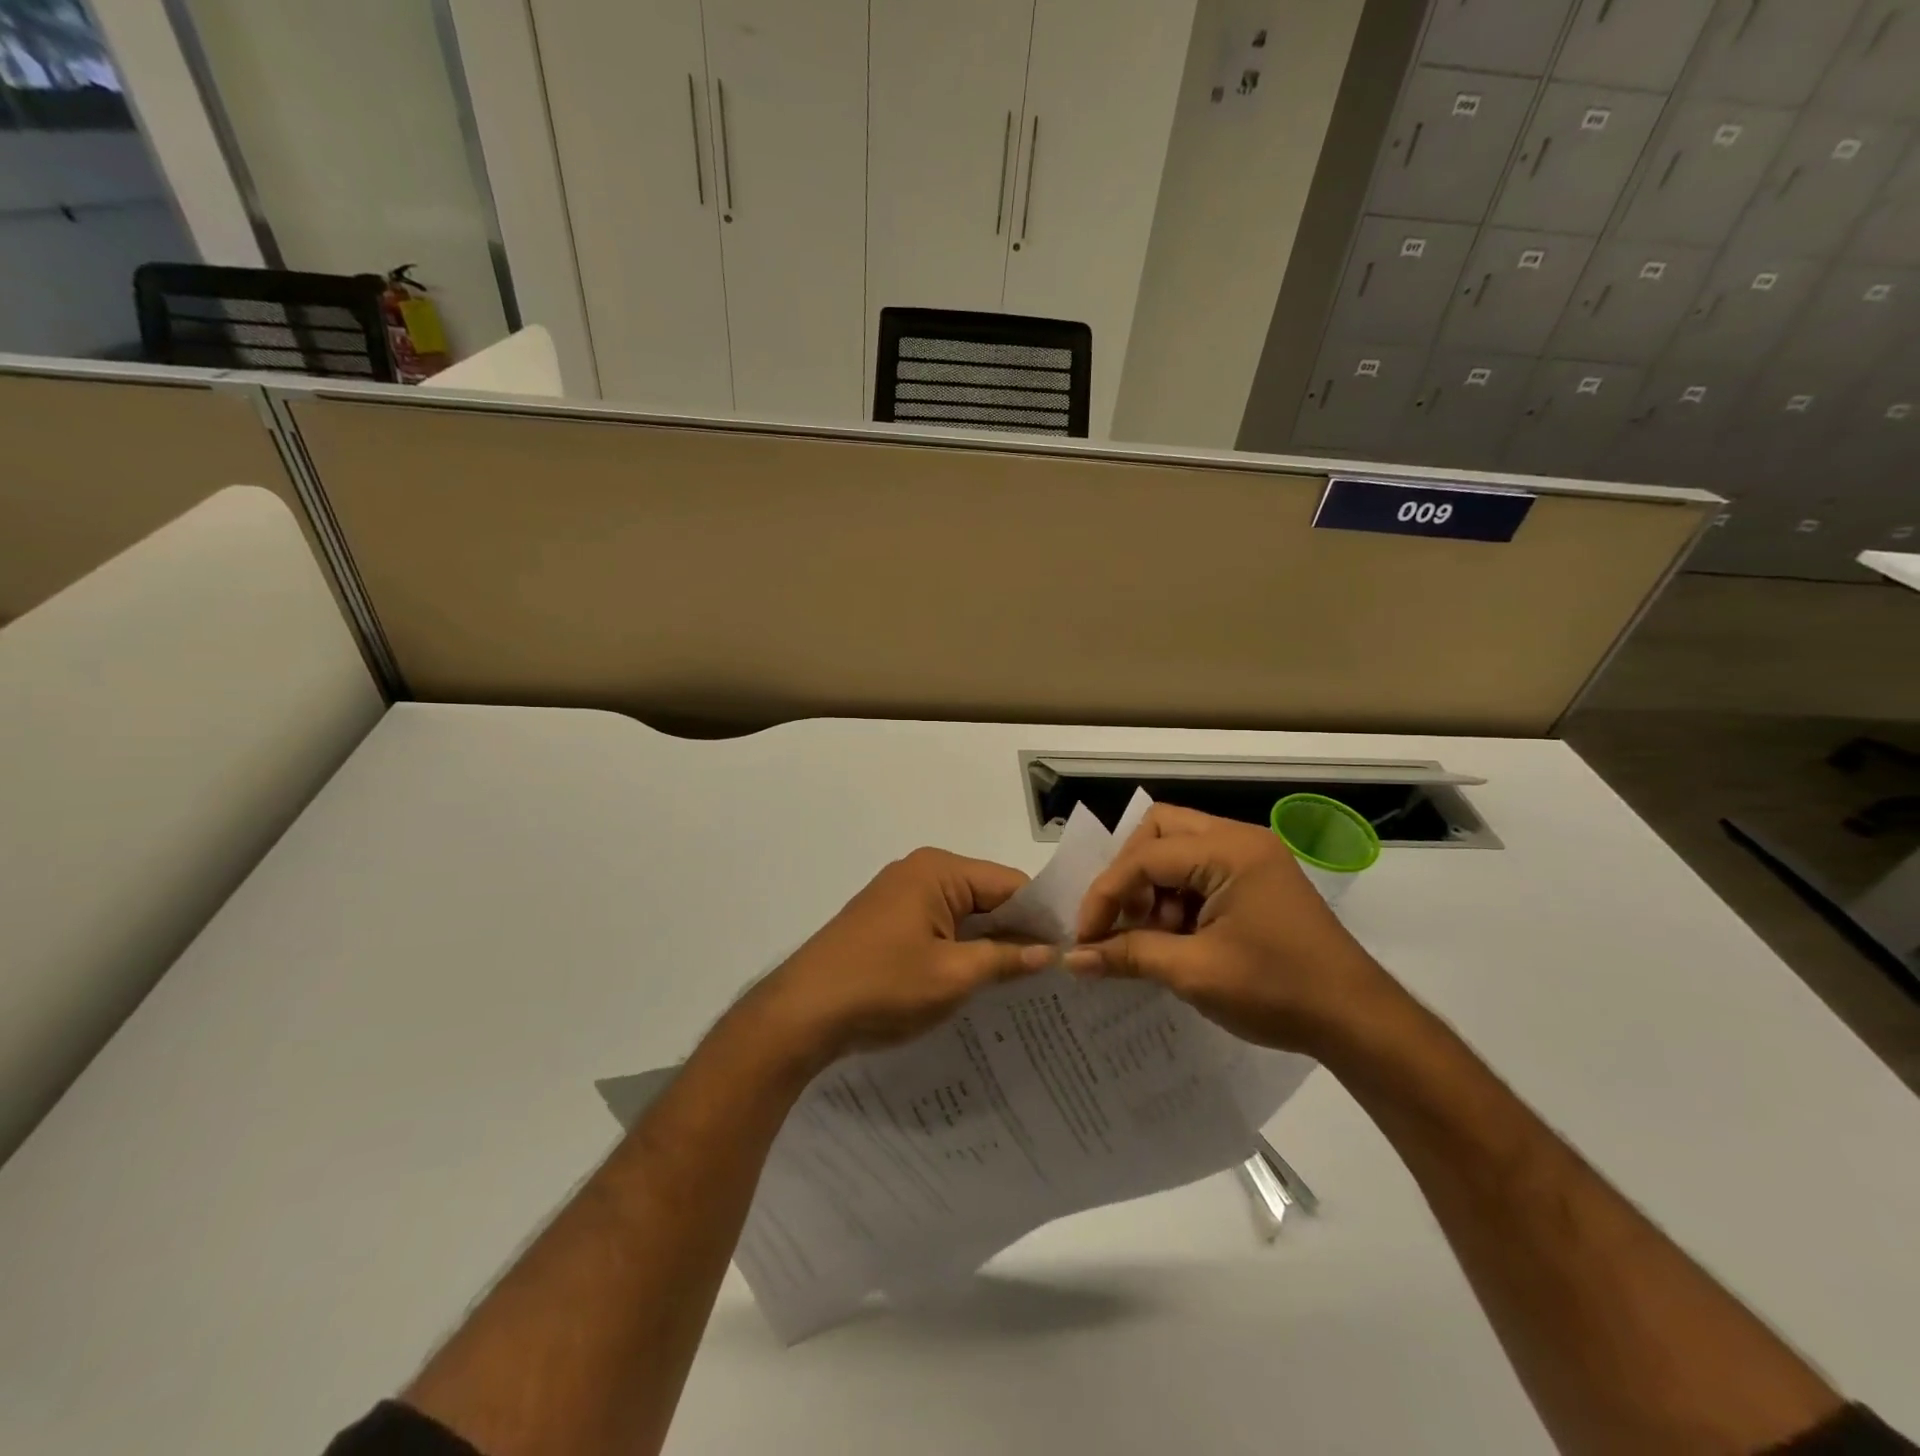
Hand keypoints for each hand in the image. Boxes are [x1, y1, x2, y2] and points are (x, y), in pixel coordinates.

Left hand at [756, 848, 1051, 1063]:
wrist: (800, 1013)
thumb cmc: (882, 986)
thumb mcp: (954, 976)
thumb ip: (1007, 959)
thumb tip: (1051, 953)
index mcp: (938, 870)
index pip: (1010, 883)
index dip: (1042, 917)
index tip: (1071, 951)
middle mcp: (920, 871)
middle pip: (987, 895)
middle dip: (1017, 930)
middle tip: (1055, 971)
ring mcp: (899, 896)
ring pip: (963, 914)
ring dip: (989, 943)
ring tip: (1025, 980)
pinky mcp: (887, 921)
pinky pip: (939, 926)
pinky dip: (961, 948)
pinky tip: (980, 979)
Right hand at [1065, 804, 1396, 1053]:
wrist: (1359, 1023)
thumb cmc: (1278, 991)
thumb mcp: (1195, 973)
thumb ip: (1129, 955)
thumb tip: (1073, 959)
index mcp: (1229, 851)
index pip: (1145, 856)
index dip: (1107, 894)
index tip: (1085, 937)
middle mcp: (1240, 840)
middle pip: (1159, 831)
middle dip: (1130, 874)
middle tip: (1124, 919)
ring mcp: (1253, 858)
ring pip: (1178, 849)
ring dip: (1154, 888)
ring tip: (1151, 937)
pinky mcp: (1258, 881)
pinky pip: (1201, 872)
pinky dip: (1178, 898)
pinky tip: (1177, 939)